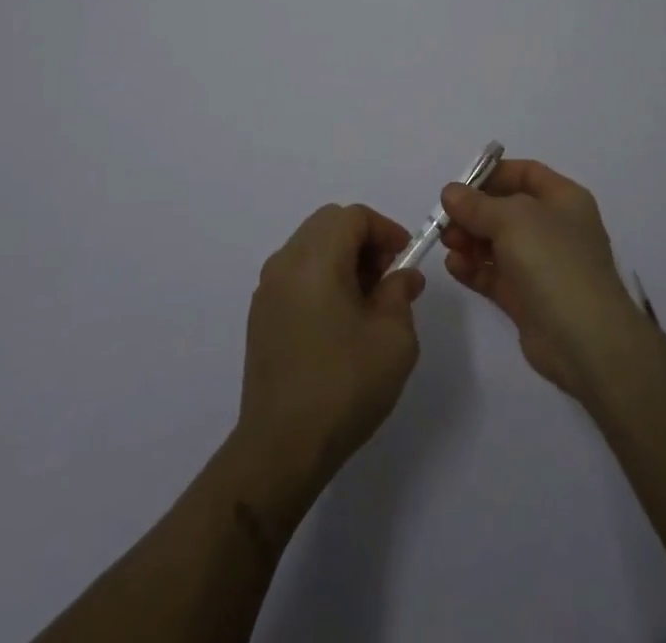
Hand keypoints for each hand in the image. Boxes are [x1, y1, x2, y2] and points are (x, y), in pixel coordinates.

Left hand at [236, 204, 425, 501]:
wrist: (280, 448)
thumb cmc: (344, 385)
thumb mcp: (393, 338)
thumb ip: (400, 294)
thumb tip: (402, 276)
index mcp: (316, 259)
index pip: (353, 216)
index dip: (385, 229)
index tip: (405, 258)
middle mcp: (285, 263)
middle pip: (328, 224)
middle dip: (363, 240)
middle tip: (387, 277)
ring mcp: (268, 289)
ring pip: (310, 247)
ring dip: (342, 258)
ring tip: (366, 301)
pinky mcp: (261, 316)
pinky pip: (296, 274)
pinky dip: (321, 277)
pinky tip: (338, 320)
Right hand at [440, 159, 652, 399]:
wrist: (584, 339)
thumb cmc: (553, 261)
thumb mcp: (512, 219)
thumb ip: (477, 204)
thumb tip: (451, 192)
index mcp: (563, 200)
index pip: (526, 174)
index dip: (493, 175)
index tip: (460, 186)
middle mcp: (554, 228)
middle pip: (505, 210)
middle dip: (473, 212)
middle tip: (445, 221)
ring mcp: (541, 265)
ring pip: (497, 243)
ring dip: (469, 240)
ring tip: (448, 244)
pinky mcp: (526, 298)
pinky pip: (494, 275)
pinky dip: (473, 268)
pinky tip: (454, 267)